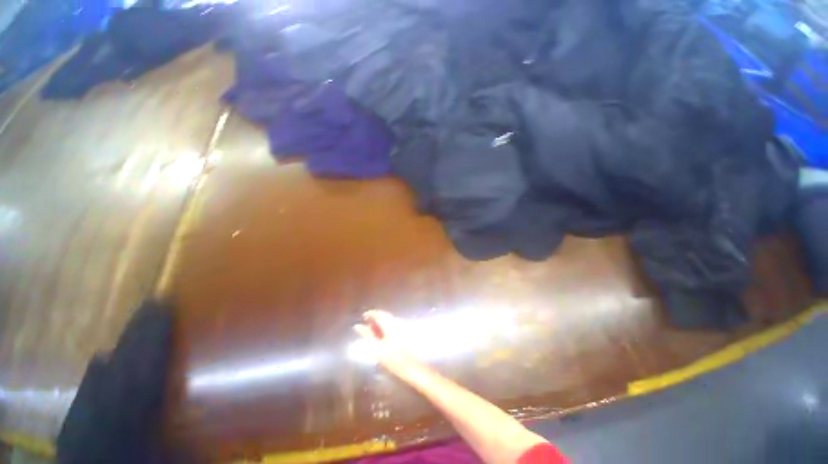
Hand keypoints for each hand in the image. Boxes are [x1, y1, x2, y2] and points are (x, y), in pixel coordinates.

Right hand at [353, 310, 420, 376]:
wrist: (411, 367)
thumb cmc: (392, 359)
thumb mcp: (377, 348)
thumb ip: (367, 335)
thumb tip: (357, 326)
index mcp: (390, 324)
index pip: (379, 314)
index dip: (371, 313)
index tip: (363, 316)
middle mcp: (397, 321)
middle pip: (385, 315)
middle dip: (376, 317)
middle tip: (367, 322)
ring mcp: (403, 326)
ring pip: (390, 319)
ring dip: (381, 322)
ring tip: (373, 329)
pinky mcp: (406, 331)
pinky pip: (394, 323)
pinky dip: (387, 326)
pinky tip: (383, 333)